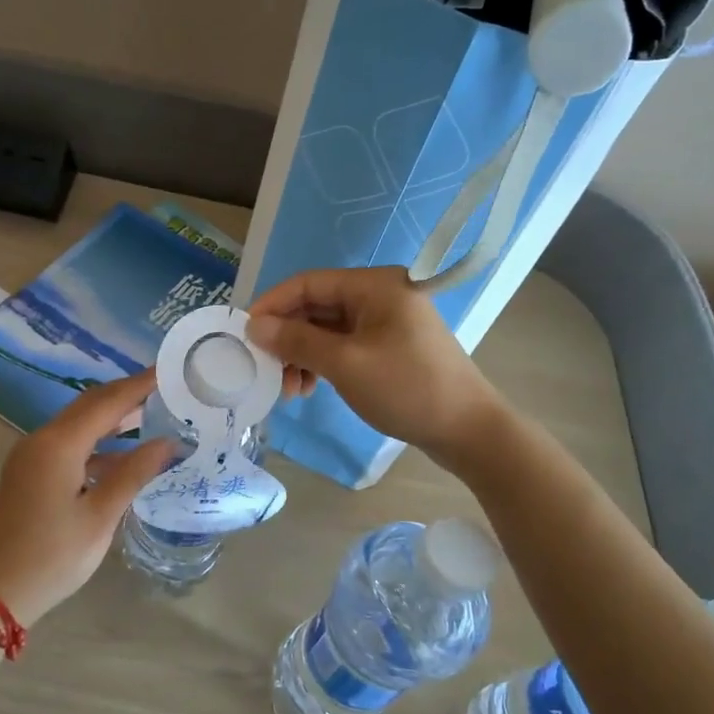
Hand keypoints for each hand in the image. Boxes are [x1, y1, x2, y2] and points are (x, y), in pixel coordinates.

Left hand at [0, 370, 172, 626]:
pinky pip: (68, 442)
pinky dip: (96, 440)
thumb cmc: (52, 556)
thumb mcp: (100, 517)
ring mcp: (32, 455)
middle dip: (126, 394)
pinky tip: (121, 454)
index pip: (108, 402)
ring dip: (112, 416)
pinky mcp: (29, 472)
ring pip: (78, 423)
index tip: (168, 370)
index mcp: (59, 444)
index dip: (140, 385)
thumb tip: (168, 442)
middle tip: (164, 388)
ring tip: (151, 413)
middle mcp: (42, 439)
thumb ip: (134, 473)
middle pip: (90, 405)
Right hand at [246, 266, 502, 462]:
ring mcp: (385, 321)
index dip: (273, 305)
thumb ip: (296, 341)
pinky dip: (322, 363)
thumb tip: (254, 325)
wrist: (468, 430)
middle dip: (287, 338)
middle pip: (316, 306)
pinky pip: (343, 345)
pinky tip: (309, 388)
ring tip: (289, 389)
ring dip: (302, 355)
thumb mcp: (345, 364)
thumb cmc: (407, 389)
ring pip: (327, 329)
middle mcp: (379, 295)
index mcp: (374, 285)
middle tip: (266, 369)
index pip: (308, 283)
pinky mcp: (388, 346)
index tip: (245, 333)